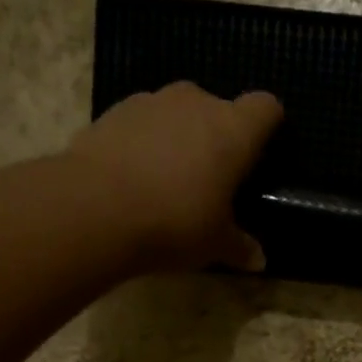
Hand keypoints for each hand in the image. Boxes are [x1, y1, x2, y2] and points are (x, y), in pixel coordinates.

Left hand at [68, 82, 282, 272]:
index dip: (268, 127)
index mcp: (233, 130)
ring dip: (178, 138)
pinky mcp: (112, 111)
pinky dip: (143, 143)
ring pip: (177, 113)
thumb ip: (240, 246)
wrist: (93, 209)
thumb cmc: (173, 222)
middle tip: (211, 179)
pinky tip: (134, 178)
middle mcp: (196, 103)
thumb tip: (258, 260)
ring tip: (168, 180)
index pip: (266, 108)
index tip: (260, 154)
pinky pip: (141, 124)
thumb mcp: (214, 244)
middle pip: (219, 108)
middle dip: (218, 137)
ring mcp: (151, 102)